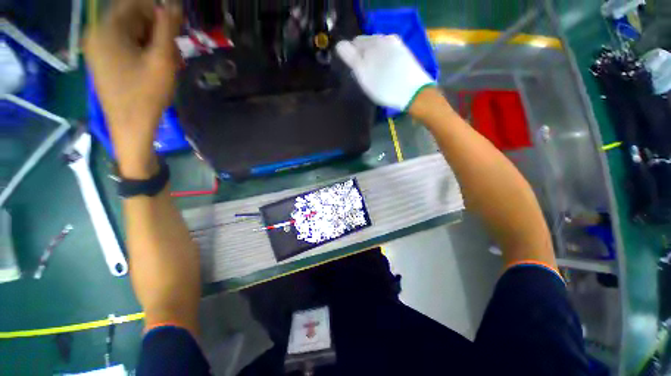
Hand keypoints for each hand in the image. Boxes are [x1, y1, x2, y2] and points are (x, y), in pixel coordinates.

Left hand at [83, 0, 181, 174]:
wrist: (130, 127)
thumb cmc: (146, 94)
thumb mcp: (162, 60)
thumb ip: (167, 28)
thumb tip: (173, 4)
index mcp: (107, 29)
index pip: (134, 3)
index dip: (157, 10)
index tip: (175, 28)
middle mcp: (97, 33)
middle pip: (131, 17)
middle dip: (156, 29)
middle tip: (174, 51)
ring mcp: (98, 48)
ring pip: (130, 32)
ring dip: (152, 42)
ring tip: (168, 63)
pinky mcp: (103, 60)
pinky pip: (124, 45)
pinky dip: (142, 50)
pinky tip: (154, 66)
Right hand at [335, 35, 434, 111]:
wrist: (413, 92)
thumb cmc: (385, 86)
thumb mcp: (363, 74)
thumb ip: (350, 58)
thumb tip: (339, 45)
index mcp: (372, 42)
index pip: (354, 44)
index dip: (351, 58)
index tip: (355, 72)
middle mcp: (385, 38)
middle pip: (367, 46)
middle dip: (363, 58)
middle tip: (365, 77)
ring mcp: (397, 45)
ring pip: (378, 50)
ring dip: (373, 60)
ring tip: (376, 77)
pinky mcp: (404, 54)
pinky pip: (388, 55)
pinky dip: (384, 62)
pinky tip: (387, 74)